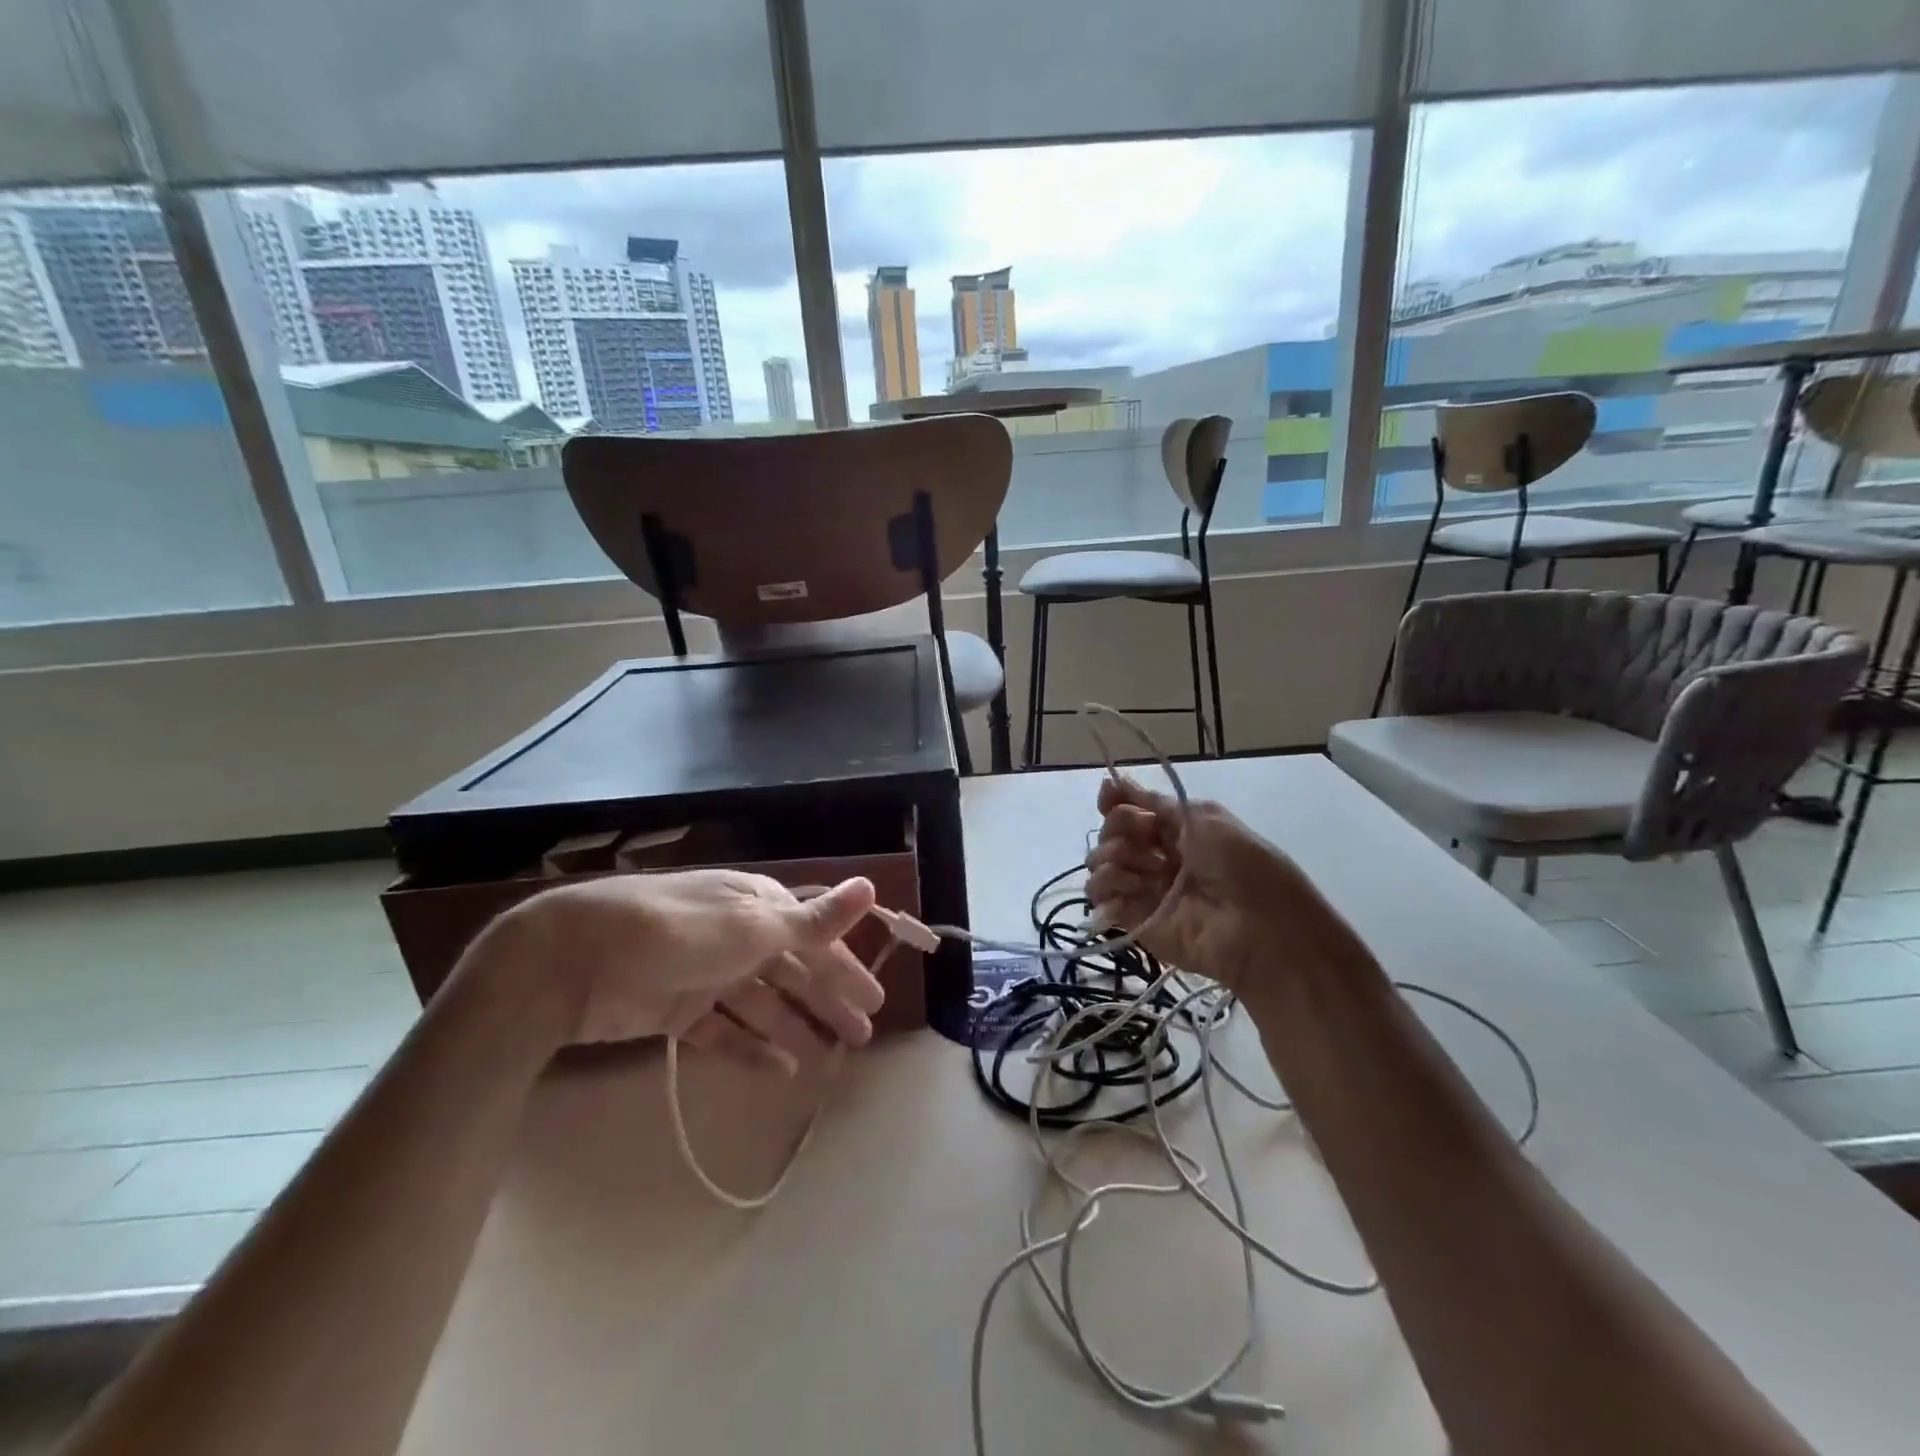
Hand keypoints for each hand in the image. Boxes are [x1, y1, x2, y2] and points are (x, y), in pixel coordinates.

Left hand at [474, 871, 884, 1070]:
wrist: (571, 959)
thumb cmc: (676, 933)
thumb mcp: (751, 925)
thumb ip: (812, 920)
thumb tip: (870, 887)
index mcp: (757, 906)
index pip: (815, 938)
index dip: (846, 968)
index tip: (875, 1001)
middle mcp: (735, 935)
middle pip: (792, 971)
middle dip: (827, 1001)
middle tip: (861, 1037)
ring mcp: (705, 973)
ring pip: (762, 1003)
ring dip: (794, 1026)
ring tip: (825, 1058)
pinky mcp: (676, 1009)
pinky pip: (724, 1030)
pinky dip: (750, 1047)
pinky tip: (778, 1069)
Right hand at [1085, 776, 1360, 989]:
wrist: (1260, 928)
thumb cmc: (1240, 865)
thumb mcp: (1204, 818)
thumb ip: (1154, 802)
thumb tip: (1107, 782)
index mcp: (1176, 831)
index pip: (1129, 810)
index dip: (1116, 803)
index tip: (1109, 799)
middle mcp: (1155, 858)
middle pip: (1110, 833)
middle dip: (1118, 828)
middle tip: (1146, 840)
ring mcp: (1143, 890)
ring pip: (1099, 863)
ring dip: (1112, 857)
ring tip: (1143, 869)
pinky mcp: (1133, 922)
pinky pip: (1100, 898)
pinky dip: (1105, 887)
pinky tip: (1129, 890)